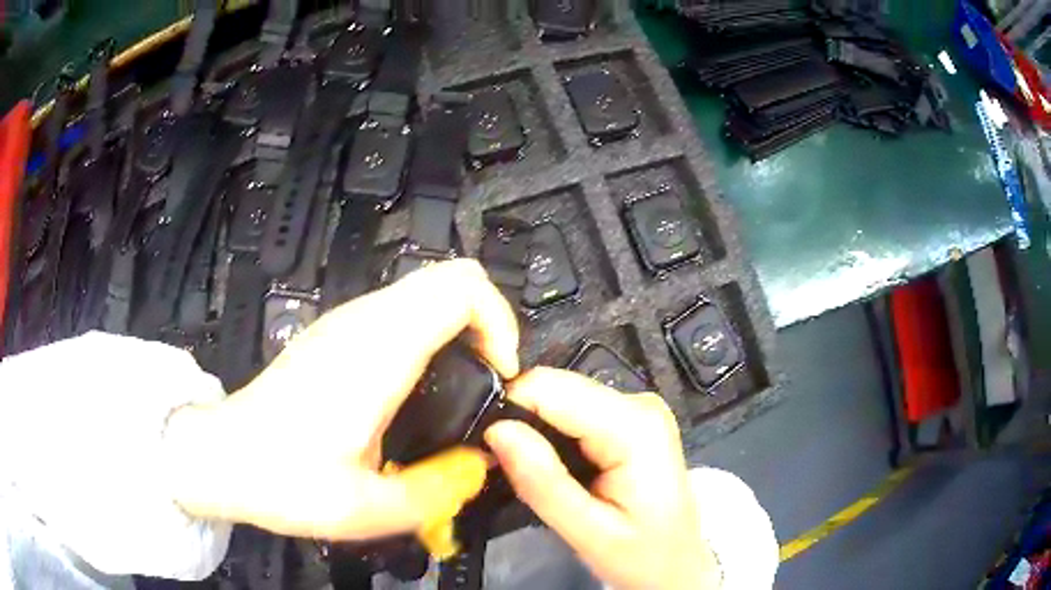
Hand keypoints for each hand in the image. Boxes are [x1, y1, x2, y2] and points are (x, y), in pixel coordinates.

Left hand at [163, 259, 519, 539]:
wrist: (223, 456)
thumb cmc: (284, 479)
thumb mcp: (367, 509)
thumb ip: (437, 491)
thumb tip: (478, 464)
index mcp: (376, 351)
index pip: (461, 288)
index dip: (499, 322)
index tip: (501, 375)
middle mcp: (362, 321)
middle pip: (451, 276)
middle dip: (488, 322)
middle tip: (487, 380)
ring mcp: (346, 322)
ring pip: (427, 289)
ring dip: (460, 326)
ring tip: (460, 387)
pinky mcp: (335, 333)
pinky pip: (402, 310)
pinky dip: (432, 332)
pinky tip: (419, 387)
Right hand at [485, 368, 721, 589]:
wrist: (678, 566)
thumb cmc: (643, 555)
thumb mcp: (588, 532)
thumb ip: (542, 482)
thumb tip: (497, 431)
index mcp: (634, 426)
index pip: (550, 387)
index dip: (510, 410)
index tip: (489, 449)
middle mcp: (638, 404)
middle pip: (555, 388)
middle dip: (522, 423)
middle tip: (508, 470)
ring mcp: (636, 409)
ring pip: (560, 398)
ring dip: (536, 431)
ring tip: (533, 474)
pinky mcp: (629, 419)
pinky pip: (573, 412)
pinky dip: (553, 435)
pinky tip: (555, 468)